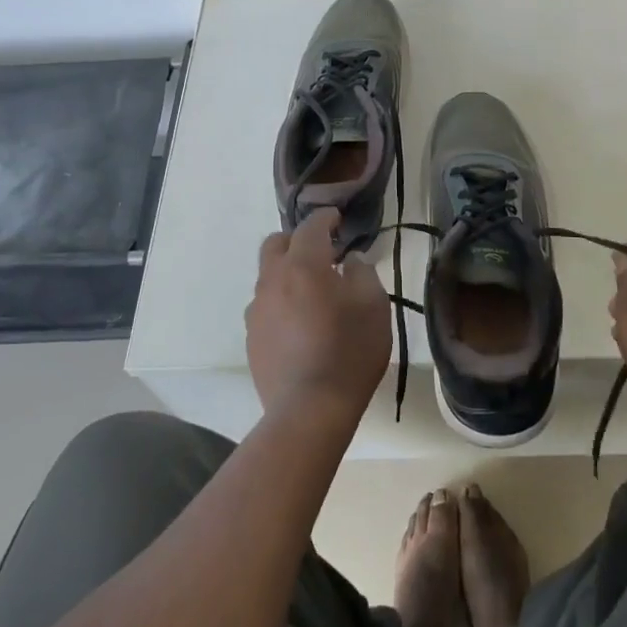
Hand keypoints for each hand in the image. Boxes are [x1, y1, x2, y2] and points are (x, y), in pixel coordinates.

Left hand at [246, 208, 392, 423]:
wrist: (310, 408)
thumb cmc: (350, 351)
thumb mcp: (374, 306)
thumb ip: (363, 273)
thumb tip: (350, 261)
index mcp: (304, 265)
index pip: (310, 226)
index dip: (325, 217)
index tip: (337, 218)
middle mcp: (273, 280)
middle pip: (276, 244)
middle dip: (297, 239)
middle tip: (322, 251)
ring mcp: (257, 310)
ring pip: (268, 275)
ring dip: (288, 272)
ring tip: (312, 290)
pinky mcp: (252, 337)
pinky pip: (266, 305)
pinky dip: (282, 300)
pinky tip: (300, 321)